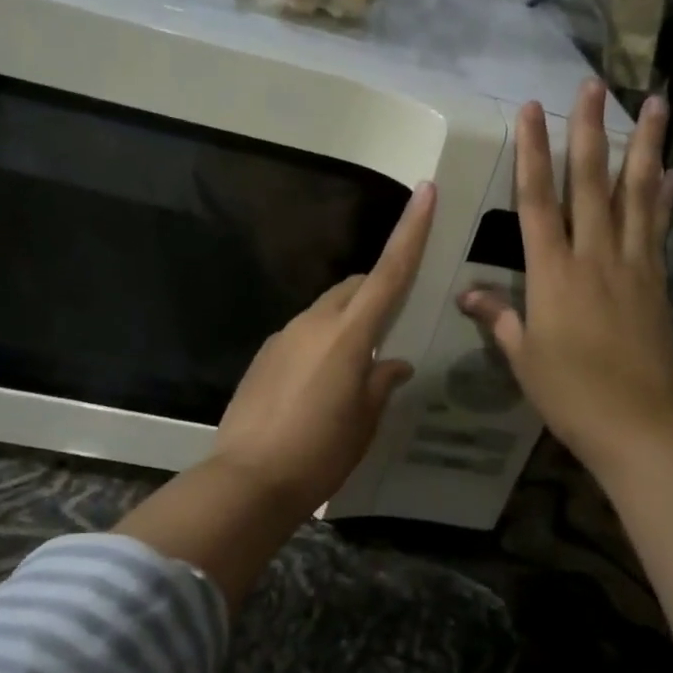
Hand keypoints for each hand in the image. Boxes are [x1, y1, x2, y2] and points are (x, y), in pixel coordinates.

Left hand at [210, 181, 435, 516]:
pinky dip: (322, 343)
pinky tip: (321, 385)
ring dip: (348, 322)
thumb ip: (381, 383)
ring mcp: (283, 337)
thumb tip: (392, 362)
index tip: (425, 191)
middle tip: (394, 322)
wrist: (247, 481)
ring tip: (356, 367)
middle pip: (354, 287)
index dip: (411, 232)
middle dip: (377, 290)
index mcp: (348, 335)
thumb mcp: (363, 422)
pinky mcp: (264, 356)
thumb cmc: (319, 452)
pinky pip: (303, 334)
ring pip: (327, 311)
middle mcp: (313, 324)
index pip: (388, 273)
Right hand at [460, 80, 672, 481]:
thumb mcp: (524, 358)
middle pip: (590, 182)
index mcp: (552, 274)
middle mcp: (593, 256)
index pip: (536, 201)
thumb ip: (500, 319)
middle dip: (588, 130)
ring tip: (652, 103)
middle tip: (592, 84)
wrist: (638, 424)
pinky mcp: (658, 279)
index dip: (532, 152)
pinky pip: (660, 227)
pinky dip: (666, 195)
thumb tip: (467, 296)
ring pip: (636, 193)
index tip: (531, 110)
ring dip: (643, 145)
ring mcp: (632, 264)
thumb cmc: (570, 394)